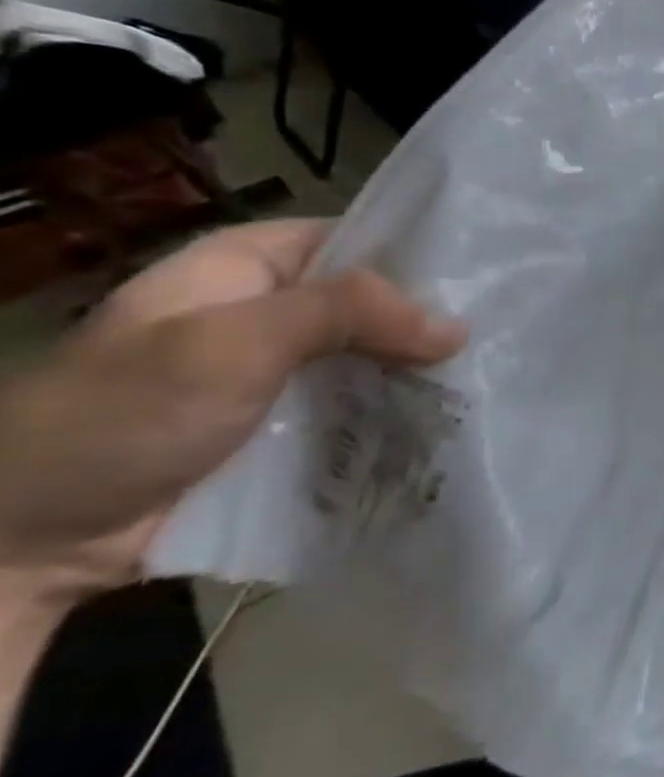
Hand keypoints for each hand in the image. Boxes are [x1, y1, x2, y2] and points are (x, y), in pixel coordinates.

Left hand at [0, 220, 464, 605]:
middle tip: (503, 336)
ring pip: (374, 354)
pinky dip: (400, 409)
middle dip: (431, 320)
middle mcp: (271, 309)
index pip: (358, 236)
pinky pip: (361, 402)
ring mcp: (282, 370)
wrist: (29, 539)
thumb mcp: (230, 344)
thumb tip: (457, 327)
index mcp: (248, 265)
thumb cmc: (122, 415)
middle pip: (375, 300)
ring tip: (492, 378)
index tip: (489, 276)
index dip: (421, 251)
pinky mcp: (290, 422)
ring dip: (421, 370)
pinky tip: (450, 416)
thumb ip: (346, 314)